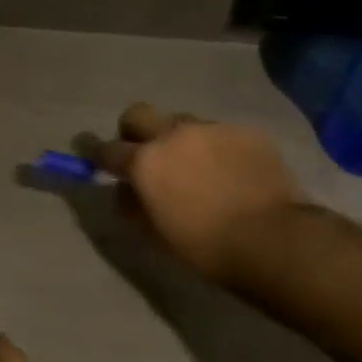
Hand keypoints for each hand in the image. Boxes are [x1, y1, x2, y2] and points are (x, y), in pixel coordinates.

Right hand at [91, 102, 308, 285]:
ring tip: (197, 169)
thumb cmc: (206, 247)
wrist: (272, 238)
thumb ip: (135, 206)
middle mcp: (174, 135)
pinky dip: (216, 149)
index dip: (95, 152)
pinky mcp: (246, 132)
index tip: (90, 153)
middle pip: (139, 114)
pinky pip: (219, 134)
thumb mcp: (157, 234)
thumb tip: (127, 191)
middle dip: (133, 131)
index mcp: (146, 162)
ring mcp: (213, 128)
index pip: (107, 150)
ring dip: (180, 140)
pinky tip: (231, 174)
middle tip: (144, 154)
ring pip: (183, 123)